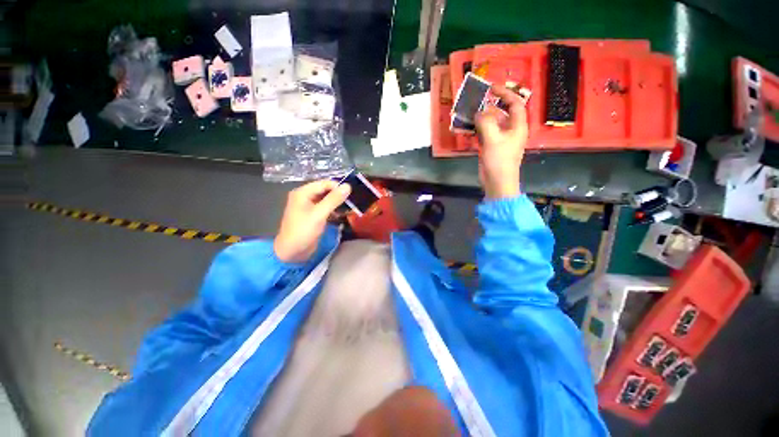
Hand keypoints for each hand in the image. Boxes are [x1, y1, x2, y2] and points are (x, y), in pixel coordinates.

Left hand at [274, 180, 351, 262]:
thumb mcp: (319, 214)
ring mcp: (309, 206)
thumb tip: (348, 186)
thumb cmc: (303, 231)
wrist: (292, 252)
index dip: (338, 187)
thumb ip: (333, 199)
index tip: (352, 193)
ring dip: (338, 203)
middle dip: (339, 195)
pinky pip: (326, 208)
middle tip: (353, 200)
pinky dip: (335, 210)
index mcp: (303, 193)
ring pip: (327, 200)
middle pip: (326, 190)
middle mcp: (306, 197)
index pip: (324, 183)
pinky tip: (343, 214)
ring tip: (351, 207)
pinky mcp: (314, 215)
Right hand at [475, 85, 527, 198]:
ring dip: (480, 119)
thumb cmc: (499, 160)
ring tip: (468, 114)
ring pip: (491, 124)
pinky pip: (484, 134)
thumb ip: (485, 122)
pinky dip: (476, 130)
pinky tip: (467, 128)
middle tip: (474, 103)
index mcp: (517, 126)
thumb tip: (479, 112)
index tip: (491, 88)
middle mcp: (510, 130)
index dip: (505, 94)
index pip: (515, 104)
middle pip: (501, 113)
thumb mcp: (493, 139)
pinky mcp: (491, 147)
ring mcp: (500, 139)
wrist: (497, 182)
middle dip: (488, 107)